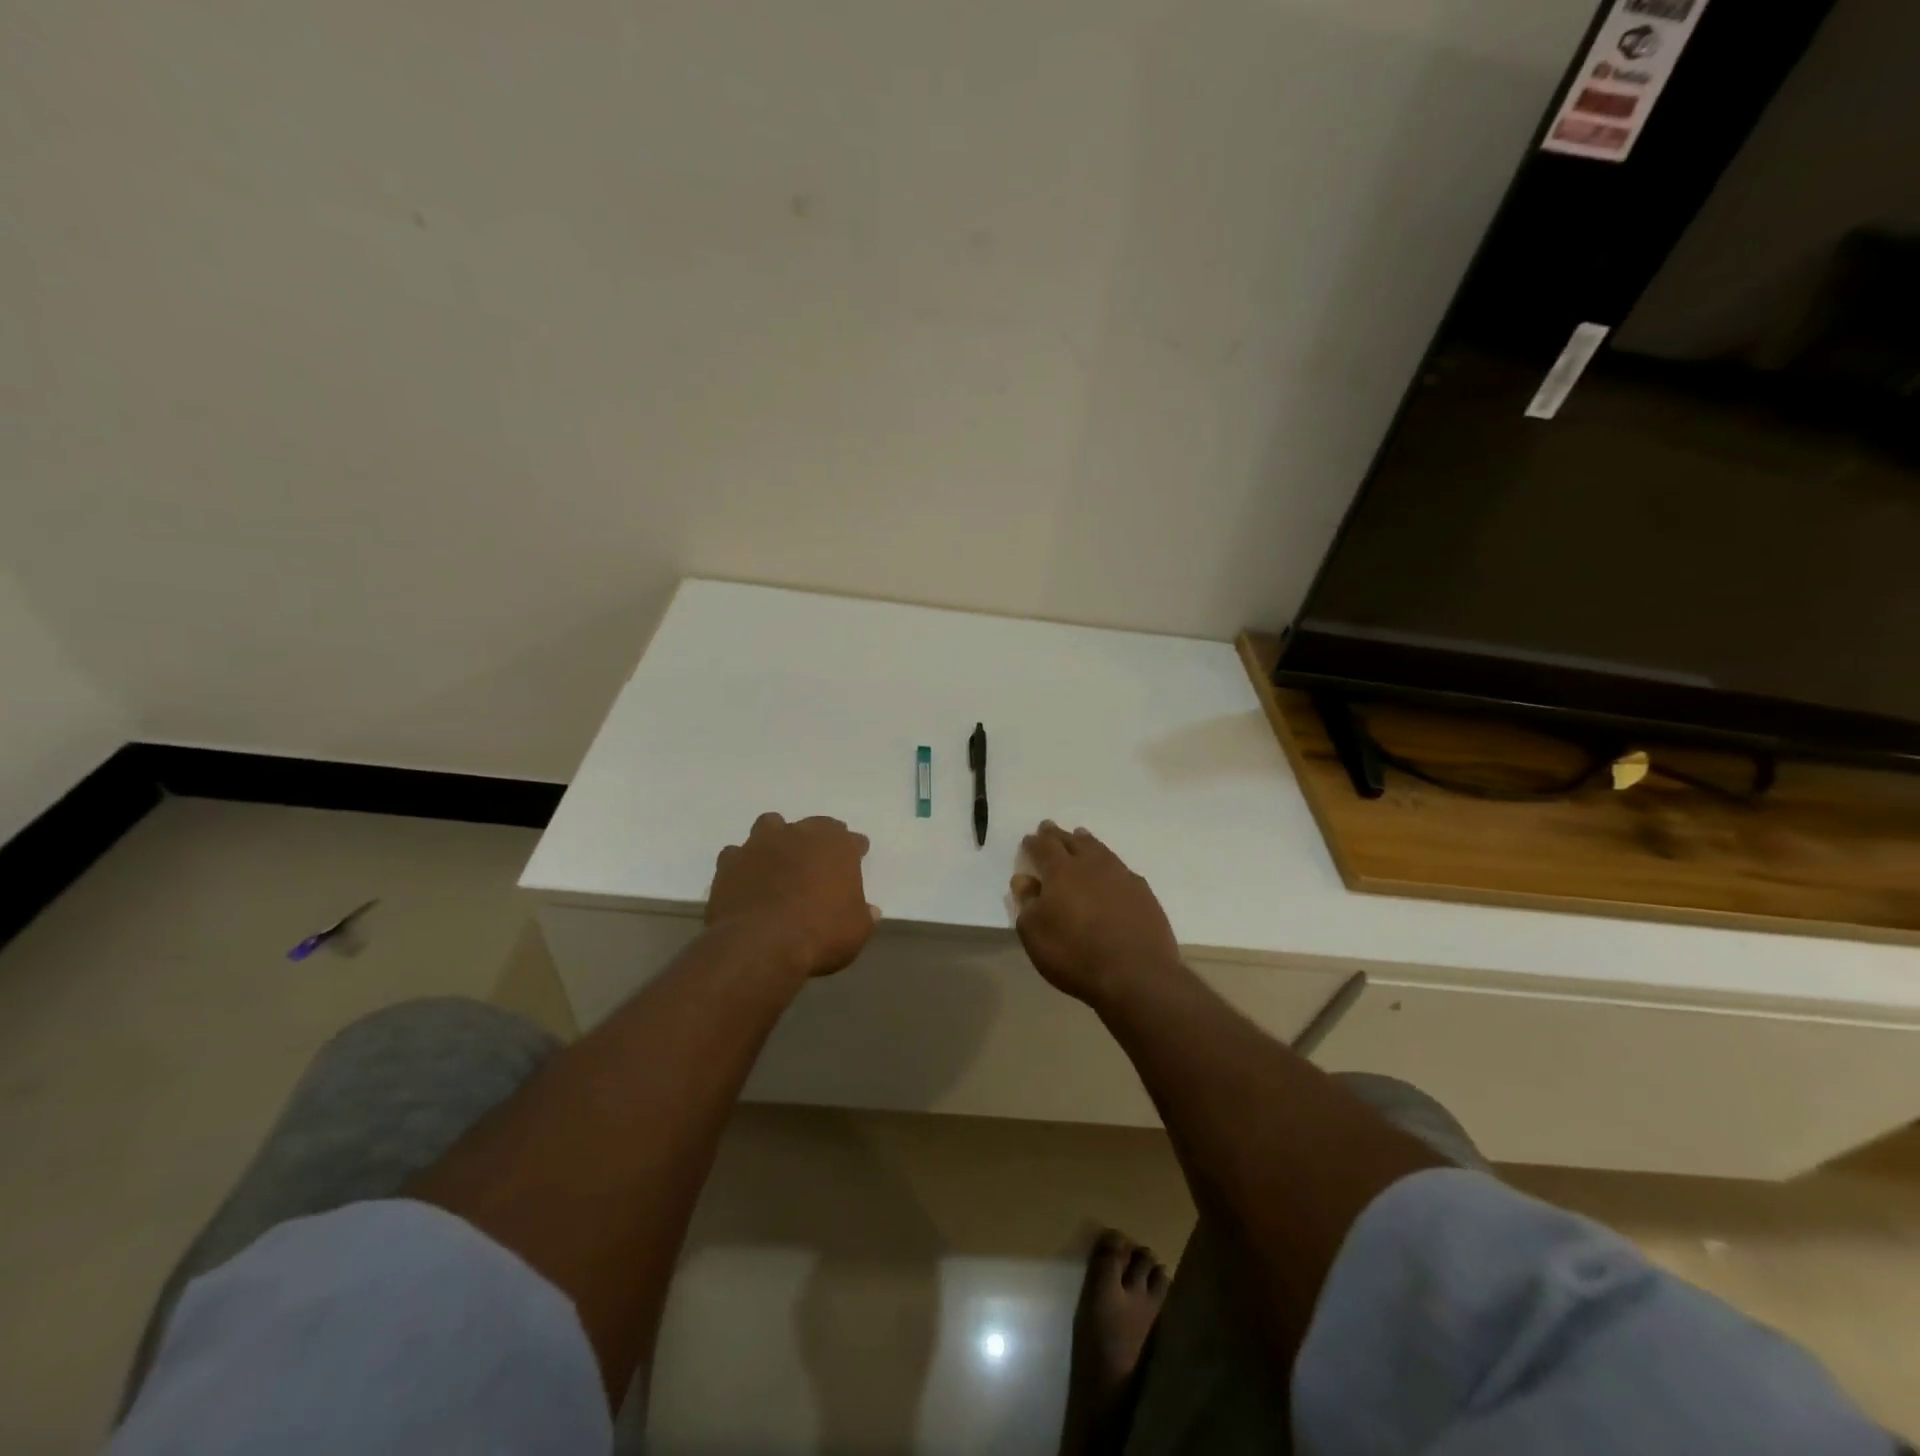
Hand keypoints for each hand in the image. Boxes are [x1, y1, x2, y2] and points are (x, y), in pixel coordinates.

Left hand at [707, 813, 879, 978]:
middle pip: (813, 826)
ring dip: (776, 838)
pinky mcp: (729, 862)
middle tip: (819, 859)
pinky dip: (743, 863)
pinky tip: (747, 879)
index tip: (858, 856)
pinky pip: (737, 854)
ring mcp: (760, 845)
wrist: (760, 945)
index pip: (852, 839)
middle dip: (817, 839)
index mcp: (836, 845)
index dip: (855, 849)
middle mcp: (799, 834)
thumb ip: (863, 916)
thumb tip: (869, 911)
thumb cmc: (820, 934)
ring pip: (770, 826)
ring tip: (779, 859)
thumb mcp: (856, 931)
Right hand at [1010, 822, 1181, 1004]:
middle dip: (1058, 835)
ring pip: (1100, 850)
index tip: (1029, 839)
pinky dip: (1110, 866)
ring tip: (1080, 837)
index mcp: (1062, 871)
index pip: (1045, 847)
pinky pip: (1121, 869)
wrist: (1136, 974)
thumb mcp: (1035, 934)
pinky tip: (1111, 873)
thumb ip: (1027, 903)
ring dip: (1086, 842)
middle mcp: (1092, 865)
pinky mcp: (1143, 893)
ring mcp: (1121, 876)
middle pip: (1073, 841)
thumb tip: (1024, 879)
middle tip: (1050, 828)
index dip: (1035, 842)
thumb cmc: (1075, 954)